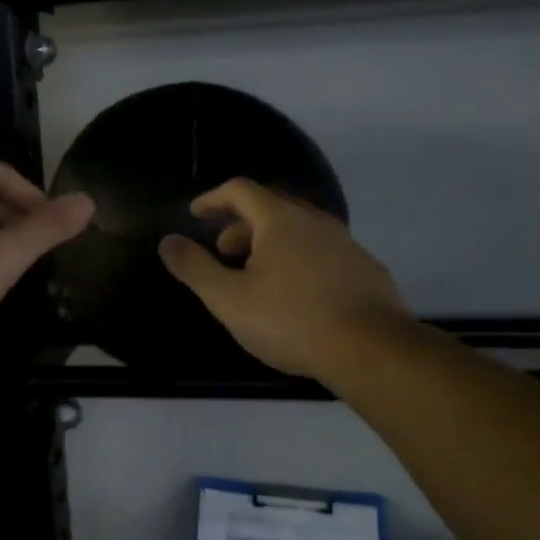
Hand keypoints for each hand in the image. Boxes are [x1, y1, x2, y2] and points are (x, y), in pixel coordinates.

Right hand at [158, 178, 410, 379]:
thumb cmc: (291, 320)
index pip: (241, 190)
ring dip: (270, 241)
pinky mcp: (365, 268)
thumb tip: (168, 242)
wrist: (371, 349)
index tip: (196, 214)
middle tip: (223, 249)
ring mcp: (345, 243)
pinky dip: (299, 258)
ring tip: (256, 274)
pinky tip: (297, 292)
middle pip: (272, 206)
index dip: (213, 198)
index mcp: (280, 220)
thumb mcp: (230, 299)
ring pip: (300, 229)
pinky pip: (322, 250)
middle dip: (241, 222)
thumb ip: (195, 268)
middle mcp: (315, 221)